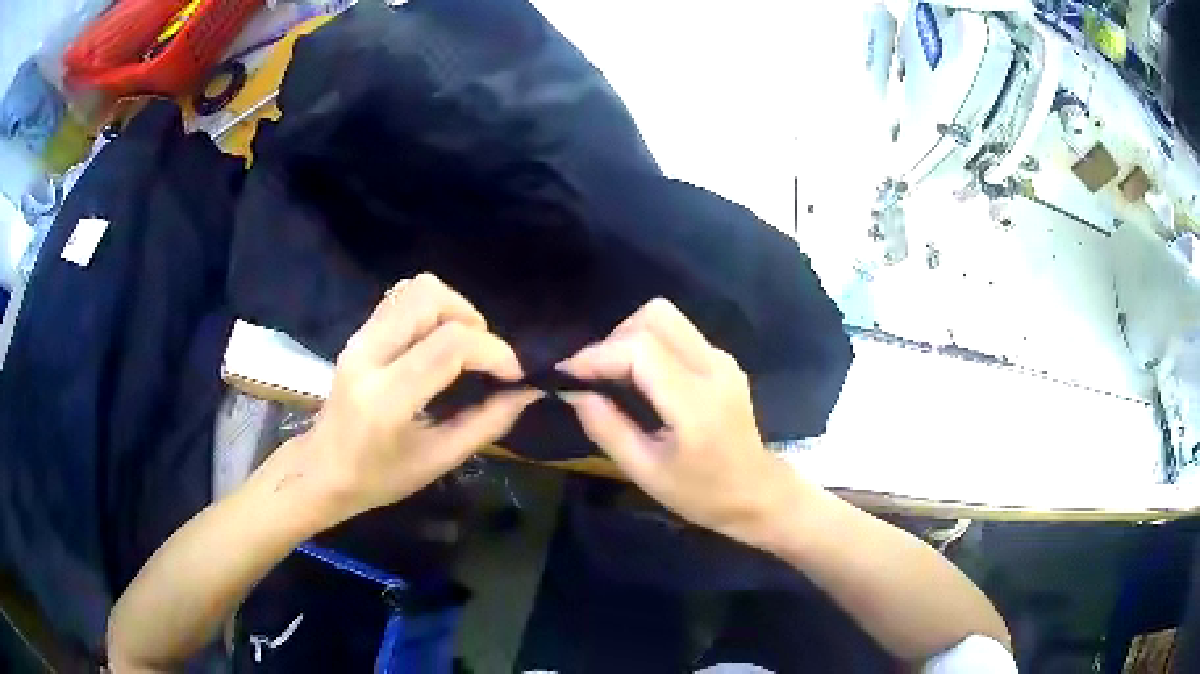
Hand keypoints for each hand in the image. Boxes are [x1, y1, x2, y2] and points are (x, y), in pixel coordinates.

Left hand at [298, 273, 539, 520]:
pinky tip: (436, 344)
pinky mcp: (358, 333)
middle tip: (482, 355)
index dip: (493, 351)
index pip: (448, 345)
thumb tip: (526, 392)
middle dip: (470, 317)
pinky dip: (431, 311)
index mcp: (386, 398)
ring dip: (451, 309)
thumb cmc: (379, 477)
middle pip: (428, 297)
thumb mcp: (438, 460)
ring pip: (414, 289)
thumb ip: (486, 423)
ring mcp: (358, 338)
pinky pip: (400, 299)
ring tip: (462, 347)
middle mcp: (368, 355)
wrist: (322, 469)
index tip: (514, 374)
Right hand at [557, 298, 791, 544]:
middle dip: (614, 339)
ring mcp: (722, 359)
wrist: (756, 494)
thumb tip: (572, 392)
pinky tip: (641, 379)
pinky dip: (649, 345)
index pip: (640, 349)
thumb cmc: (700, 493)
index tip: (566, 373)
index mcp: (696, 401)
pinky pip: (678, 333)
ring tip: (614, 376)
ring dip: (631, 337)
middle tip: (595, 375)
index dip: (597, 354)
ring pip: (667, 318)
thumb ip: (606, 427)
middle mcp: (713, 367)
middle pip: (655, 316)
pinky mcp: (723, 361)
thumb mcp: (645, 471)